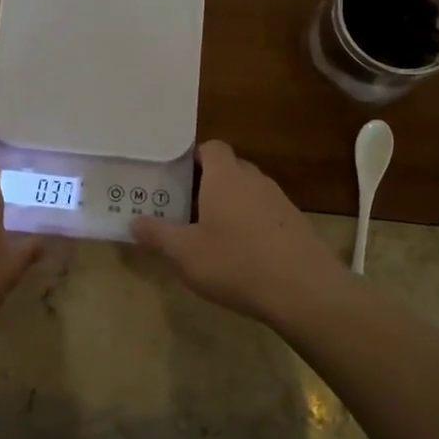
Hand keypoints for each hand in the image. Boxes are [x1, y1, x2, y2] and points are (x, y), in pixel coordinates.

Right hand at [131, 140, 344, 320]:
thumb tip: (134, 222)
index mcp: (225, 177)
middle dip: (209, 183)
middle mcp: (254, 180)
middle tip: (186, 206)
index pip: (211, 147)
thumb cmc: (236, 263)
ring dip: (231, 204)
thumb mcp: (185, 253)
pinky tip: (243, 253)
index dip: (194, 157)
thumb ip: (158, 235)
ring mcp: (280, 201)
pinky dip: (252, 223)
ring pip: (249, 191)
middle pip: (230, 168)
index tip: (176, 178)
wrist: (304, 290)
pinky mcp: (296, 224)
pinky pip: (266, 213)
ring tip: (212, 232)